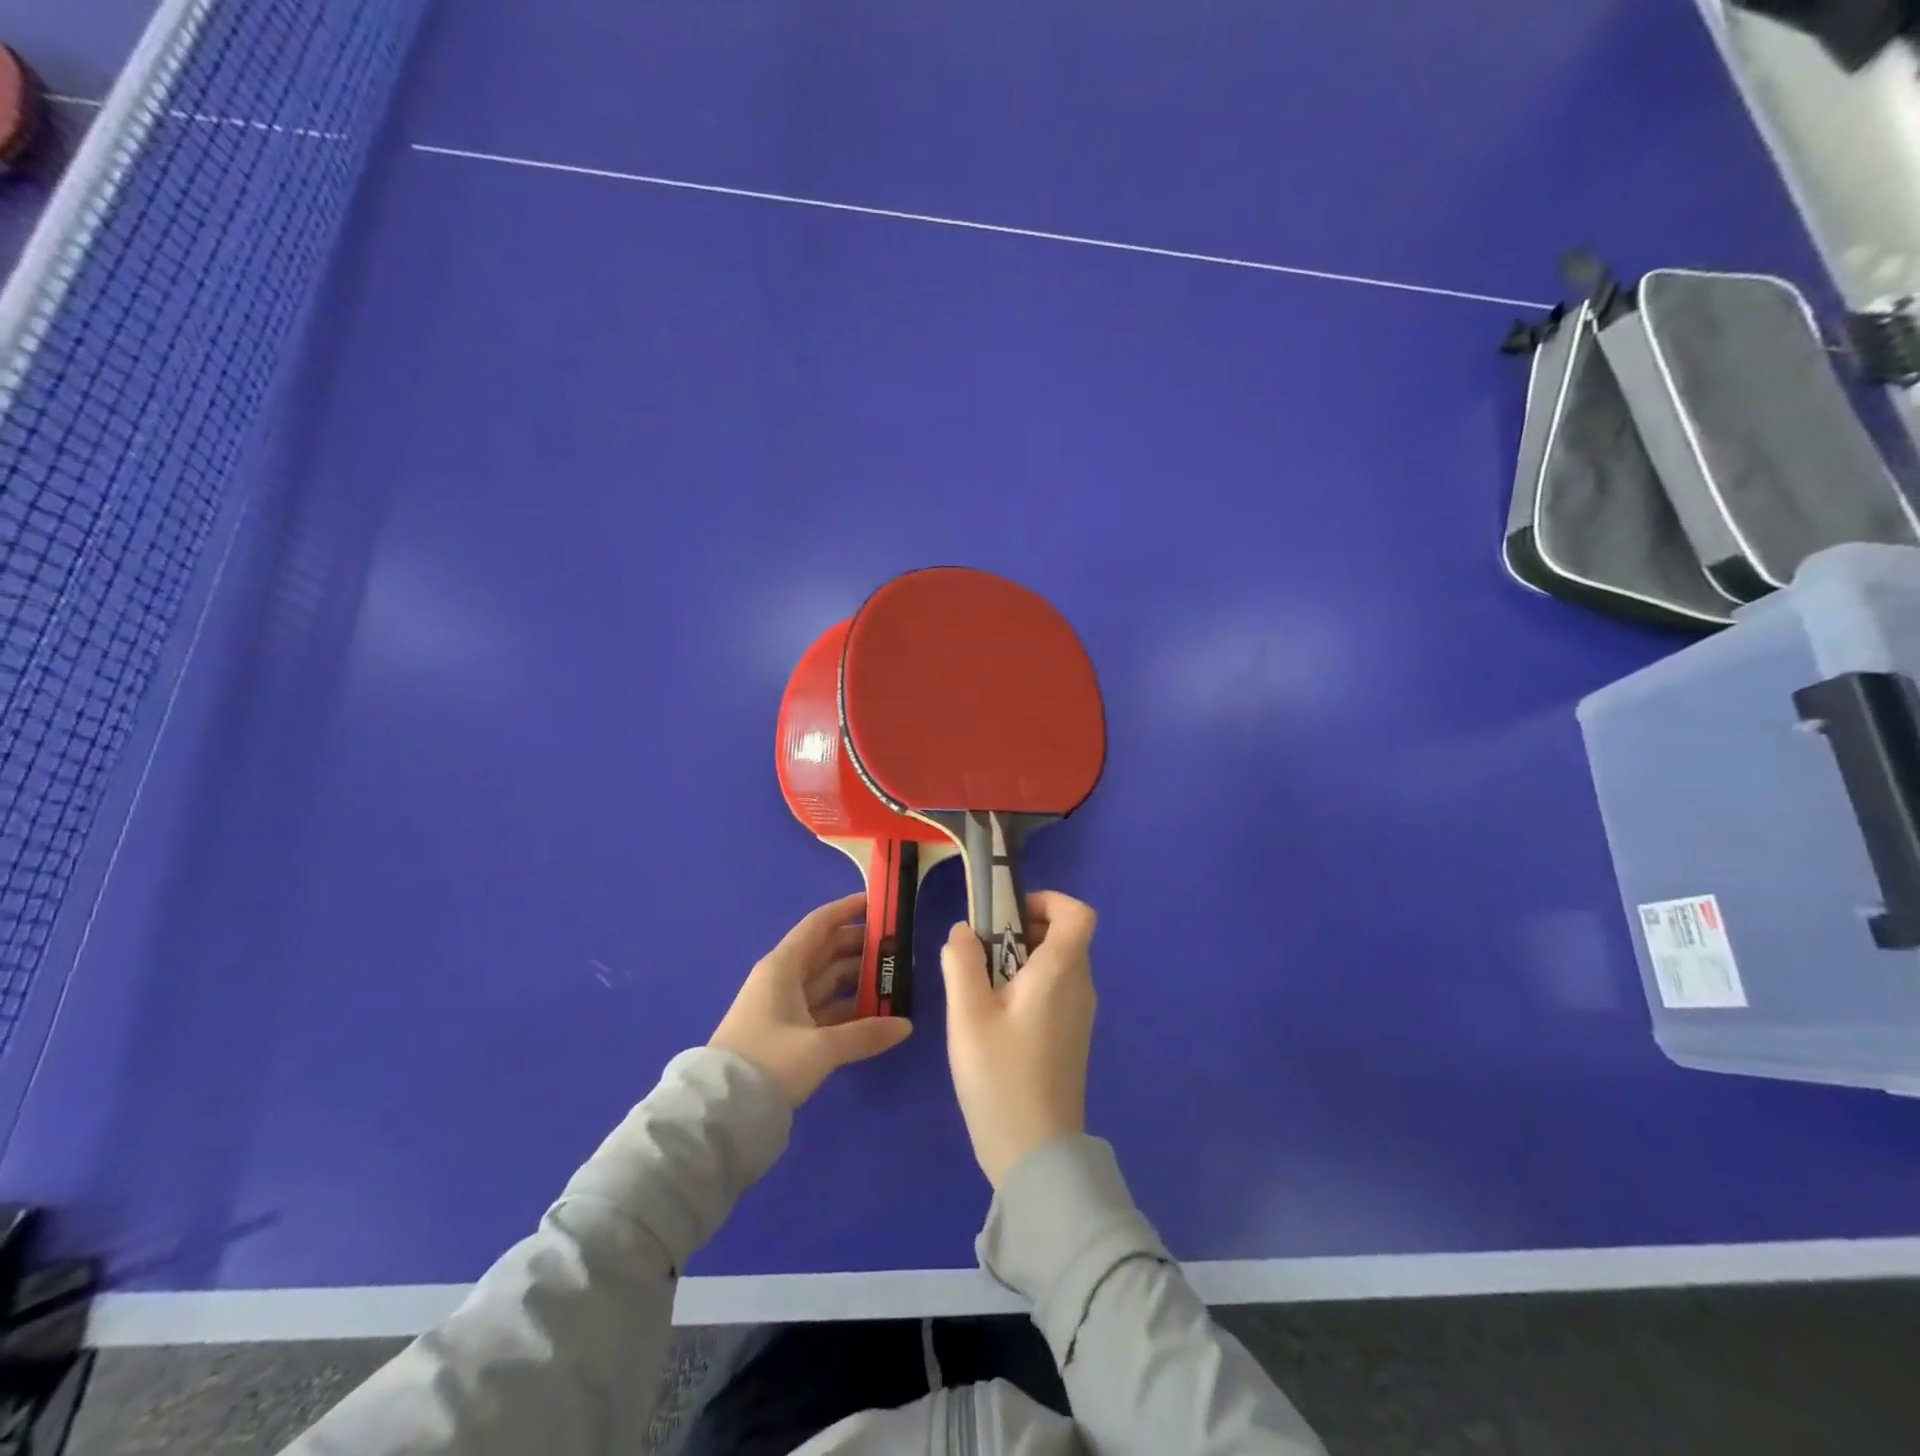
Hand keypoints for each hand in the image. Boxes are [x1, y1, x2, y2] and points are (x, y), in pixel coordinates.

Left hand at [710, 893, 912, 1106]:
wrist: (720, 1113)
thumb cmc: (769, 1062)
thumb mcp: (821, 1048)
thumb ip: (865, 1034)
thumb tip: (905, 1025)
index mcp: (783, 967)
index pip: (820, 924)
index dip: (849, 910)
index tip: (880, 904)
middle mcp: (783, 979)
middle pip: (827, 952)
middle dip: (862, 947)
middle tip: (900, 948)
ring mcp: (784, 1007)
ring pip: (828, 981)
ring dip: (859, 979)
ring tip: (896, 979)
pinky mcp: (786, 1034)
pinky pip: (824, 1009)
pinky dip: (848, 1008)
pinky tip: (876, 1013)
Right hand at [941, 891, 1096, 1187]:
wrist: (1036, 1155)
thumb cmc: (1001, 1078)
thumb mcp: (967, 1016)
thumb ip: (962, 963)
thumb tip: (964, 931)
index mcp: (1060, 973)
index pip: (1079, 914)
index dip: (1049, 900)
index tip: (1008, 914)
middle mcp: (1080, 986)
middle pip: (1064, 936)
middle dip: (1023, 928)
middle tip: (982, 951)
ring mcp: (1080, 1014)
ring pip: (1058, 964)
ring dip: (1022, 958)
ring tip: (982, 985)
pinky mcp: (1072, 1037)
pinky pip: (1056, 990)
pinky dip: (1030, 984)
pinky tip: (996, 1017)